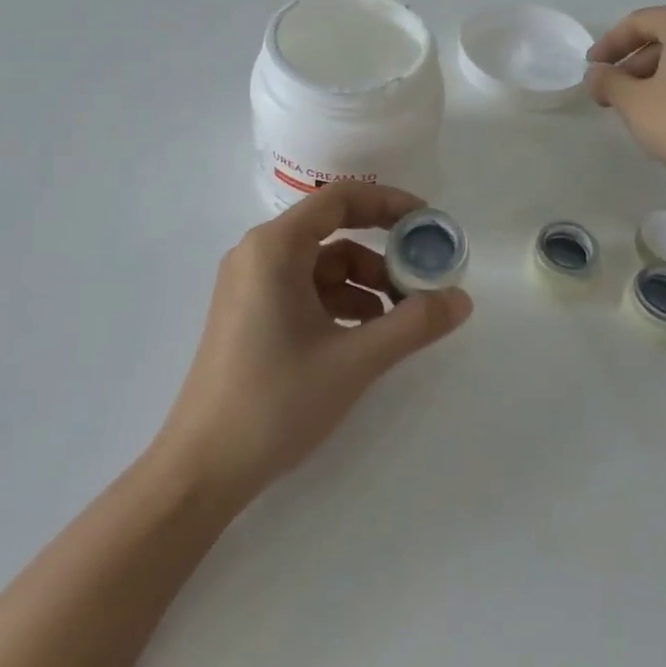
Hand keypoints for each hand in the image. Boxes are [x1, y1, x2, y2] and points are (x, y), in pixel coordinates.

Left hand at [150, 181, 473, 508]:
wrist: (203, 466)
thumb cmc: (276, 401)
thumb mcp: (355, 361)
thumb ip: (413, 324)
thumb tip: (462, 298)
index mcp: (274, 248)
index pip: (339, 199)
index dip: (388, 203)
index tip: (428, 223)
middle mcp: (257, 254)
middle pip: (332, 232)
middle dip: (381, 254)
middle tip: (422, 280)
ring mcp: (249, 285)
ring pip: (320, 265)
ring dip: (363, 284)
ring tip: (399, 320)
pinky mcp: (249, 313)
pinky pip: (303, 290)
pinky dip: (339, 303)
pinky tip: (365, 336)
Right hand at [586, 2, 665, 189]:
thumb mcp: (633, 101)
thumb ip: (607, 81)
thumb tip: (596, 74)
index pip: (638, 23)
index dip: (608, 45)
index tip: (590, 69)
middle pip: (664, 36)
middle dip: (632, 63)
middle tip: (608, 90)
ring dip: (654, 75)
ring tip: (631, 105)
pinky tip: (664, 110)